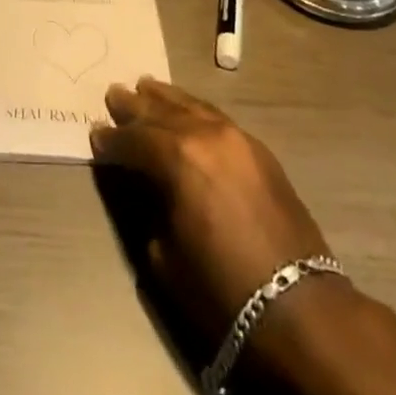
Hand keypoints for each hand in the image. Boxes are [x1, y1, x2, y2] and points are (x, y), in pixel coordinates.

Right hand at [92, 79, 395, 394]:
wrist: (299, 308)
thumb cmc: (222, 288)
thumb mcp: (165, 254)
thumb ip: (149, 208)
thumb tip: (146, 188)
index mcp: (176, 156)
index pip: (133, 139)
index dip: (111, 140)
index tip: (96, 135)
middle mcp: (204, 134)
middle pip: (161, 112)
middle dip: (135, 106)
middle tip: (114, 93)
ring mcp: (236, 137)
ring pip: (191, 106)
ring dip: (166, 98)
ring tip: (146, 86)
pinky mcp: (259, 150)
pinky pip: (216, 117)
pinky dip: (195, 109)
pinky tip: (187, 109)